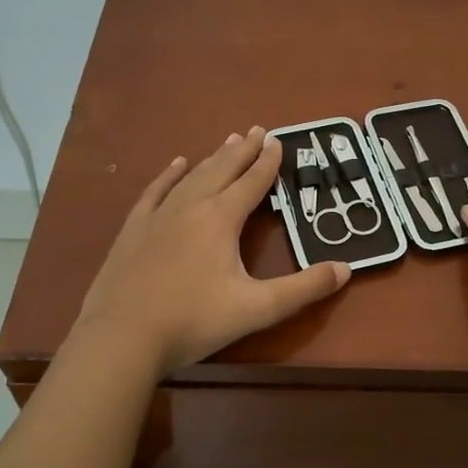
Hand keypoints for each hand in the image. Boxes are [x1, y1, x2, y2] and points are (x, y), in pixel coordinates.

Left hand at [75, 128, 349, 376]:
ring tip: (228, 141)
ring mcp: (158, 216)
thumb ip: (303, 288)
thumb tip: (345, 269)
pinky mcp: (133, 230)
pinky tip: (176, 165)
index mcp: (221, 219)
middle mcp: (190, 207)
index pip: (251, 182)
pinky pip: (155, 191)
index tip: (278, 140)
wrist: (122, 336)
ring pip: (191, 176)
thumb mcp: (257, 308)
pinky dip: (169, 175)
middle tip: (257, 130)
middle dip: (242, 150)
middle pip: (221, 170)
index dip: (267, 162)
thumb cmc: (194, 321)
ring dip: (212, 158)